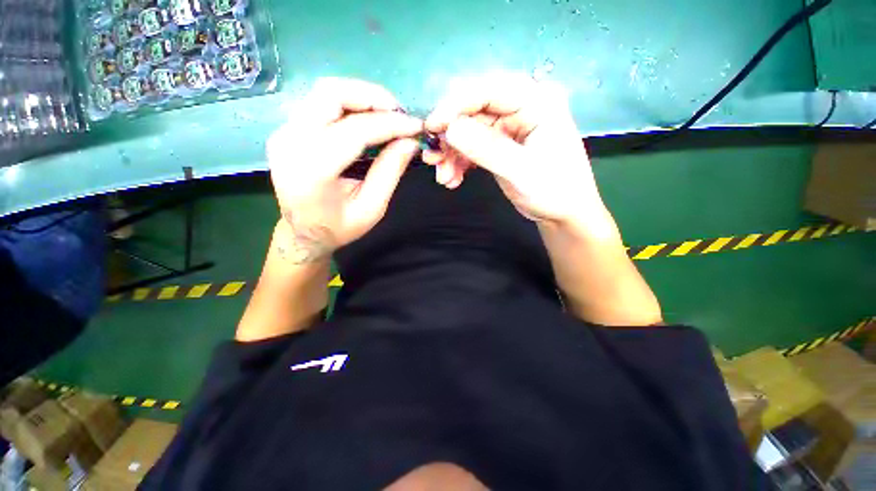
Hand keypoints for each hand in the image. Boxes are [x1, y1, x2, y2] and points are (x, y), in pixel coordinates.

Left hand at [266, 78, 422, 263]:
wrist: (302, 233)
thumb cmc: (339, 228)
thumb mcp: (371, 208)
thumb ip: (390, 173)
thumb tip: (411, 142)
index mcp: (312, 170)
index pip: (355, 130)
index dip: (390, 123)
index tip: (416, 126)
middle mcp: (291, 142)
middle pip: (332, 94)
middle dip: (373, 98)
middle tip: (400, 114)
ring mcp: (285, 132)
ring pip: (325, 92)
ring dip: (362, 97)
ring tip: (388, 116)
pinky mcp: (288, 129)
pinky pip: (321, 103)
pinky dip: (350, 105)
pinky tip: (369, 120)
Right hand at [425, 75, 604, 226]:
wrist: (563, 214)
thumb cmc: (554, 191)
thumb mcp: (521, 171)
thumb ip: (486, 149)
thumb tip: (449, 129)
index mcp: (536, 101)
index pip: (488, 90)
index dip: (455, 104)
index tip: (431, 127)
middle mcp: (520, 107)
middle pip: (473, 111)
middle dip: (450, 136)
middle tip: (434, 159)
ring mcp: (508, 127)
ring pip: (468, 131)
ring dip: (451, 153)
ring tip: (443, 176)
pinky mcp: (499, 145)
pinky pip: (471, 146)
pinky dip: (458, 162)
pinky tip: (452, 179)